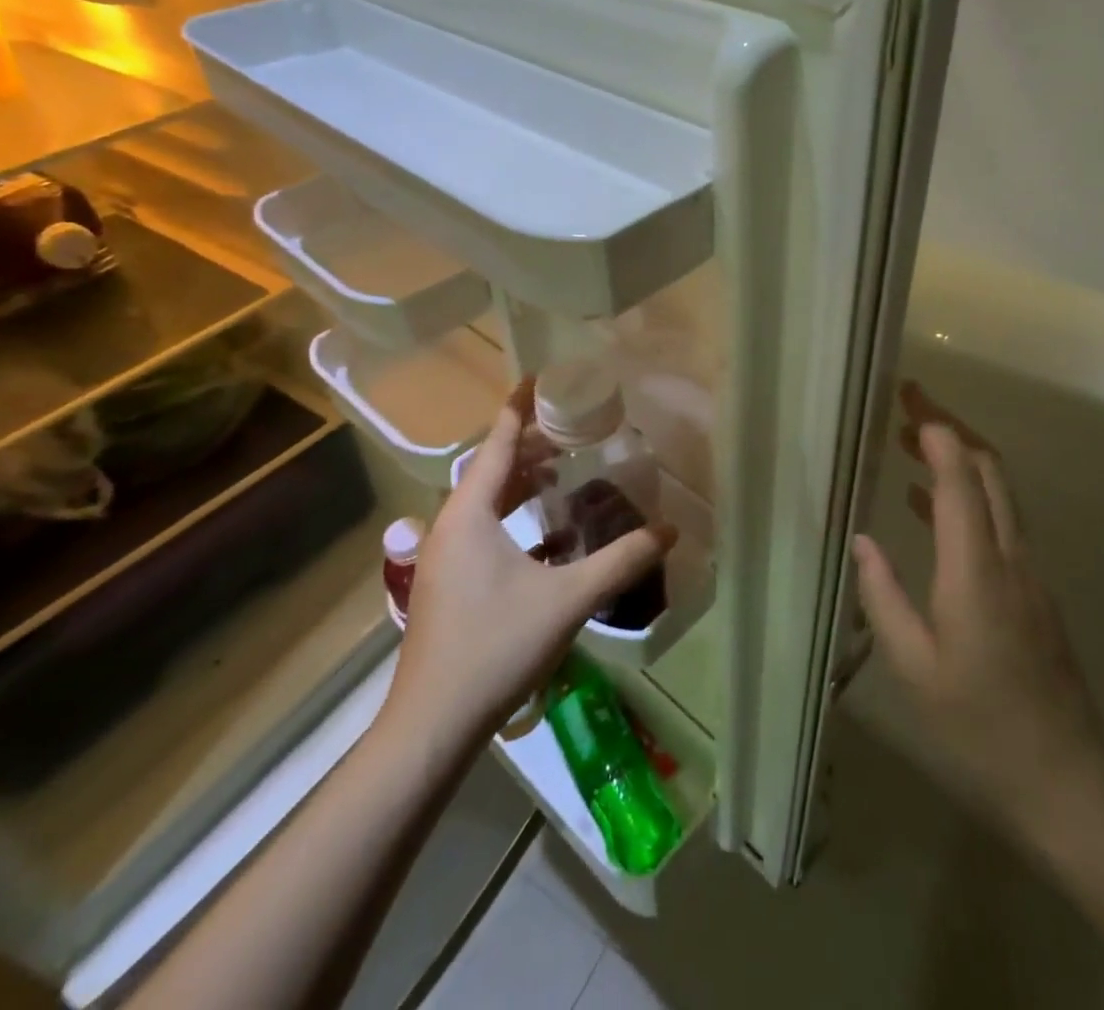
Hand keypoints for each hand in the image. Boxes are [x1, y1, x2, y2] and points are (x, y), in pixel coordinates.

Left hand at [386, 378, 675, 744]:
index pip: (497, 443)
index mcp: (470, 514)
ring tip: (562, 472)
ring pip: (486, 503)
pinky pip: (484, 533)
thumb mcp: (566, 600)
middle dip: (529, 446)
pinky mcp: (448, 585)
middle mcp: (451, 526)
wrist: (433, 725)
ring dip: (522, 485)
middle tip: (571, 429)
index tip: (538, 378)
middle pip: (492, 470)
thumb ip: (620, 562)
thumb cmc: (496, 647)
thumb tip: (670, 531)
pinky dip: (515, 522)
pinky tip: (549, 539)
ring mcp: (445, 558)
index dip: (518, 408)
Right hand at [852, 382, 1103, 850]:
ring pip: (1000, 493)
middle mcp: (1011, 558)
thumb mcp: (914, 667)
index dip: (939, 436)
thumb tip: (862, 541)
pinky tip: (928, 507)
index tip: (910, 404)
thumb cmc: (978, 725)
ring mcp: (1031, 574)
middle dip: (952, 430)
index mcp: (976, 571)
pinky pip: (1002, 523)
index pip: (961, 482)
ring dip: (960, 459)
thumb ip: (884, 597)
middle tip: (910, 405)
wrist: (1066, 781)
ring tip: (912, 442)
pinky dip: (969, 497)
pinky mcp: (1036, 592)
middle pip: (990, 472)